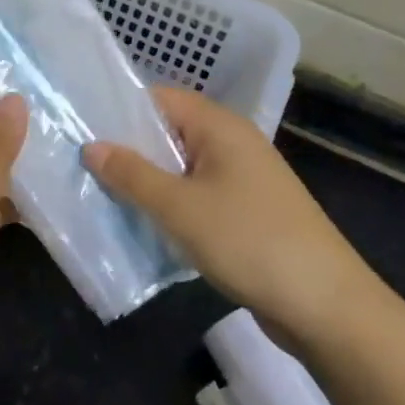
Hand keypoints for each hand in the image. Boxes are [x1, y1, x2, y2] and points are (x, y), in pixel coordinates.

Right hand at [84, 88, 373, 345]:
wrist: (325, 305)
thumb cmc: (249, 242)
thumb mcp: (180, 208)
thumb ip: (132, 175)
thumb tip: (92, 146)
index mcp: (220, 127)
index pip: (159, 99)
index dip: (119, 110)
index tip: (79, 127)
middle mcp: (232, 143)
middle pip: (168, 133)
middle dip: (127, 149)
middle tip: (80, 165)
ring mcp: (242, 179)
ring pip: (180, 168)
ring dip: (146, 181)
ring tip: (100, 194)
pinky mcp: (245, 212)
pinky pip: (195, 196)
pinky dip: (169, 205)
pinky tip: (141, 223)